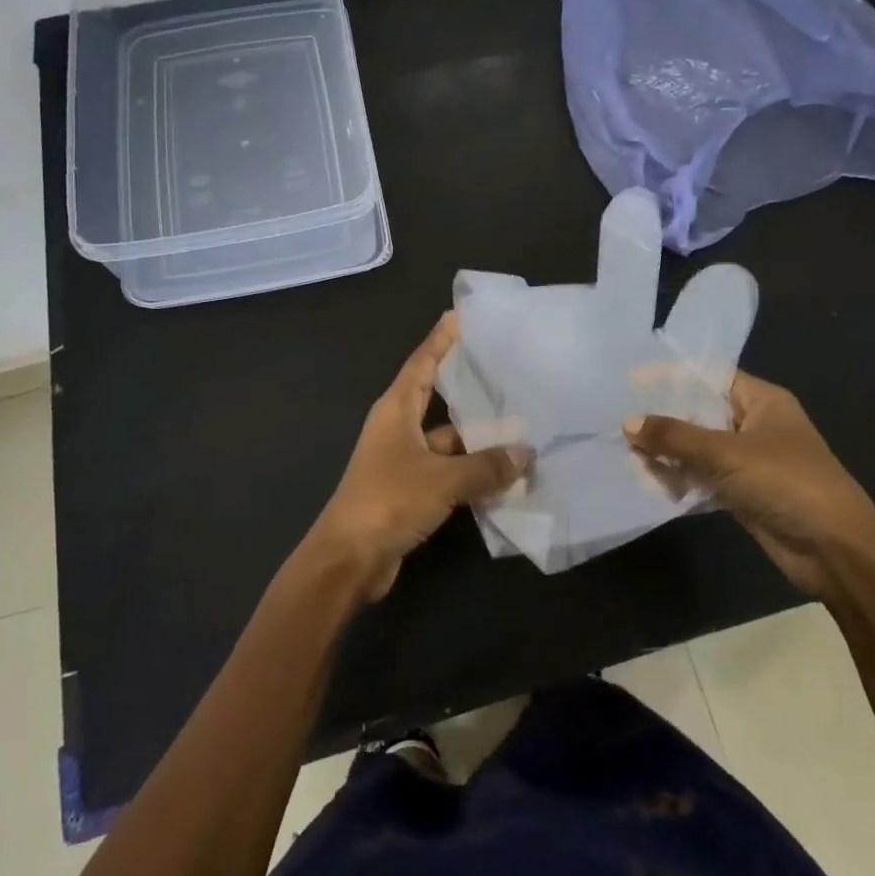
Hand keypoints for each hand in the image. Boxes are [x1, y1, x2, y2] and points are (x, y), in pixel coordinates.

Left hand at [304, 313, 533, 601]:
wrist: (348, 559)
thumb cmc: (388, 501)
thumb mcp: (442, 479)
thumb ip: (486, 466)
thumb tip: (526, 454)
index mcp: (396, 409)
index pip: (422, 362)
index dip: (441, 339)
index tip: (462, 316)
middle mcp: (398, 428)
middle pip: (437, 396)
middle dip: (468, 385)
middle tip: (507, 369)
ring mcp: (403, 460)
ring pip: (448, 438)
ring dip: (478, 438)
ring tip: (522, 426)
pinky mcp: (411, 489)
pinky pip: (448, 470)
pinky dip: (472, 470)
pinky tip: (505, 472)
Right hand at [624, 373, 874, 597]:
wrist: (837, 552)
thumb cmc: (786, 483)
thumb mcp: (726, 453)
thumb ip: (674, 436)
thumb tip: (628, 423)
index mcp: (762, 400)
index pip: (709, 376)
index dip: (671, 377)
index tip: (631, 382)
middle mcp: (756, 424)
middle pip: (700, 412)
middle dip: (664, 419)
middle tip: (621, 423)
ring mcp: (751, 460)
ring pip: (699, 448)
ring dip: (669, 453)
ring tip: (630, 456)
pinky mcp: (745, 493)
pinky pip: (704, 477)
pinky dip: (681, 479)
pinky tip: (652, 483)